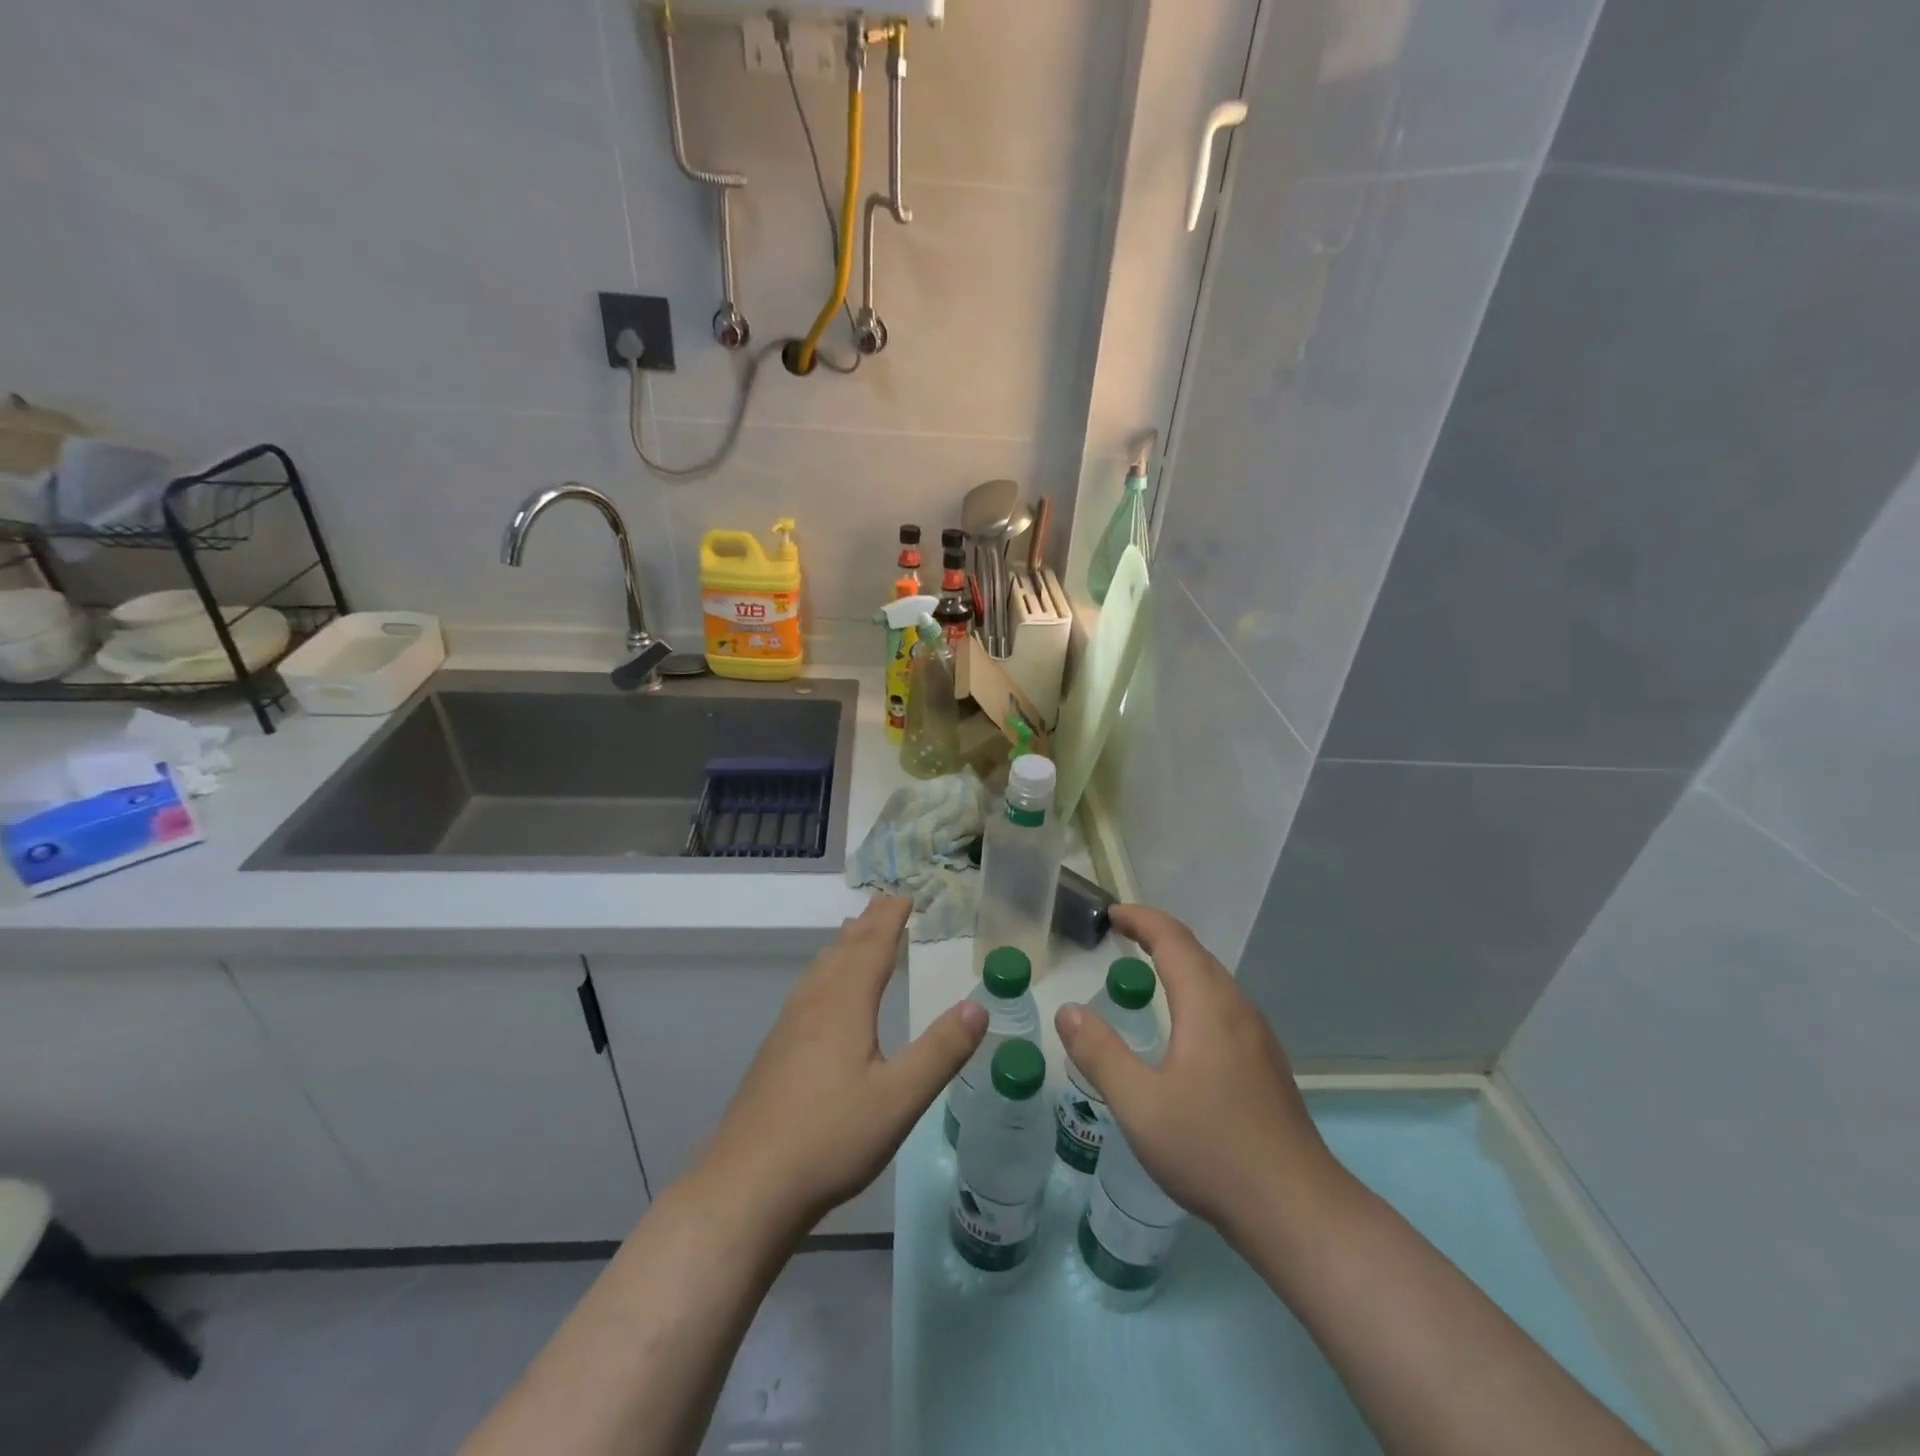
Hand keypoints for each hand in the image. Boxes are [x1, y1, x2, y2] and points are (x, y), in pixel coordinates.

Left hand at [696, 895, 987, 1233]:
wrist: (747, 1186)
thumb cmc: (831, 1138)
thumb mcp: (900, 1098)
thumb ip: (941, 1051)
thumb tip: (979, 1005)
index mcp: (844, 1005)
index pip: (872, 947)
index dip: (890, 919)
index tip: (905, 895)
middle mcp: (814, 1004)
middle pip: (843, 950)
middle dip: (868, 924)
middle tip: (885, 903)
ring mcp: (788, 1028)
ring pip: (820, 969)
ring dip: (844, 945)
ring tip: (854, 933)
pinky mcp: (775, 1053)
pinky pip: (807, 990)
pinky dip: (826, 972)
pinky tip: (823, 996)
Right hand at [1054, 904, 1343, 1241]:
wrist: (1297, 1211)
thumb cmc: (1212, 1150)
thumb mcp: (1139, 1104)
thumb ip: (1100, 1053)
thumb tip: (1068, 1010)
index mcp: (1208, 1006)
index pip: (1173, 940)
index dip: (1141, 919)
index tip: (1112, 914)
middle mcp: (1238, 1010)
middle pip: (1197, 954)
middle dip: (1158, 936)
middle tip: (1122, 935)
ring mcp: (1258, 1038)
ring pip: (1215, 981)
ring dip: (1179, 963)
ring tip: (1147, 970)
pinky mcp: (1266, 1065)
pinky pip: (1225, 1006)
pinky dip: (1195, 991)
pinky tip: (1184, 1026)